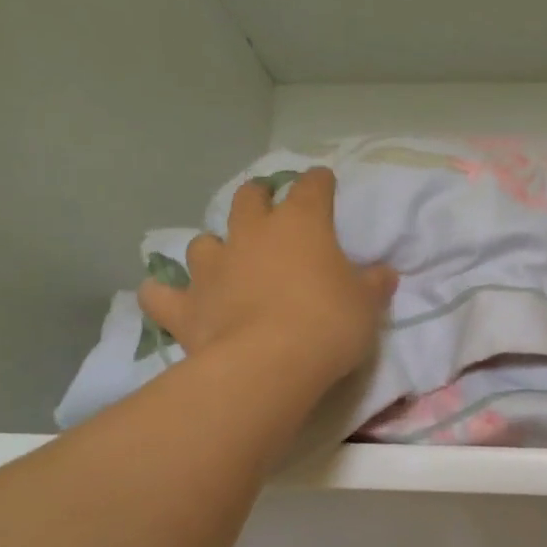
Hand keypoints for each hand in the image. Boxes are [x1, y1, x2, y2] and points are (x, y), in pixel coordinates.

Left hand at [139, 167, 396, 394]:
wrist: (270, 363)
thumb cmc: (328, 324)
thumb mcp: (366, 306)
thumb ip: (373, 285)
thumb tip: (384, 273)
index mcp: (301, 224)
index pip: (311, 187)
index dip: (319, 182)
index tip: (324, 183)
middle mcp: (252, 233)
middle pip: (249, 198)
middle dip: (259, 198)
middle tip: (268, 210)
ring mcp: (213, 267)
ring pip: (204, 242)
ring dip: (215, 248)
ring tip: (223, 262)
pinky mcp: (185, 305)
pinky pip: (161, 294)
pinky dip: (165, 295)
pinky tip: (170, 299)